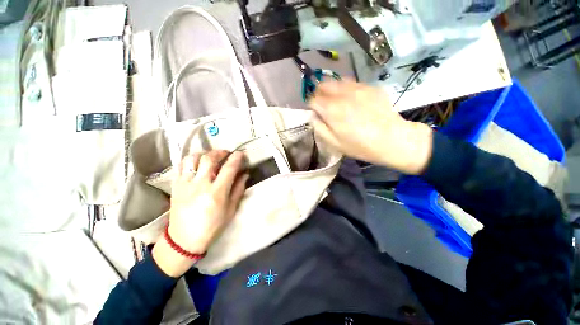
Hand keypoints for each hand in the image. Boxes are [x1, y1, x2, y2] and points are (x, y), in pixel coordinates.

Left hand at [153, 150, 247, 276]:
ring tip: (211, 157)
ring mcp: (185, 184)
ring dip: (204, 154)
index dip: (236, 158)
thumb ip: (238, 189)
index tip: (240, 153)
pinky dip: (190, 160)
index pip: (228, 169)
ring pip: (193, 159)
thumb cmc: (212, 226)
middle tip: (226, 153)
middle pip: (209, 159)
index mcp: (216, 193)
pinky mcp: (176, 185)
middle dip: (220, 152)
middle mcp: (200, 185)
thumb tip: (245, 174)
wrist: (184, 239)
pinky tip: (197, 163)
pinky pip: (181, 166)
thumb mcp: (231, 210)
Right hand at [309, 80, 432, 174]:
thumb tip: (313, 116)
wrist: (392, 140)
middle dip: (320, 94)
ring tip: (339, 102)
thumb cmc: (360, 145)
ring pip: (337, 81)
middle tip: (325, 105)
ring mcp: (358, 88)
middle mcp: (343, 94)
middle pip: (323, 84)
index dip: (313, 107)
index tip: (317, 113)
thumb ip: (319, 127)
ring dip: (333, 90)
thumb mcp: (334, 143)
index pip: (313, 99)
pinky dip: (348, 90)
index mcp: (332, 110)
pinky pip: (353, 84)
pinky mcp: (371, 87)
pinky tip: (354, 101)